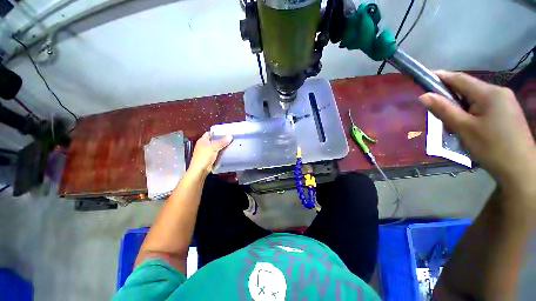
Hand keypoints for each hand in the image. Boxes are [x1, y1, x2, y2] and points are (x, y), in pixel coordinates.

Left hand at [188, 132, 231, 175]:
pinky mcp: (209, 158)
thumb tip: (230, 136)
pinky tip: (227, 152)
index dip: (217, 132)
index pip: (210, 133)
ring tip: (230, 144)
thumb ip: (222, 142)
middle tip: (230, 138)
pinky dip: (221, 153)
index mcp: (202, 140)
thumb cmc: (205, 156)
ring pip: (215, 147)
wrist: (200, 170)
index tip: (225, 132)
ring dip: (221, 147)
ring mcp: (206, 152)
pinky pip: (216, 153)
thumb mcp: (214, 147)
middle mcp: (203, 145)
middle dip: (221, 140)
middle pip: (213, 140)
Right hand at [419, 71, 535, 191]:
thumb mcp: (464, 128)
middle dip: (450, 97)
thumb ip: (444, 110)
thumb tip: (424, 96)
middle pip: (468, 89)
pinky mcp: (507, 112)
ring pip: (475, 98)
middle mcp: (499, 92)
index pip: (460, 79)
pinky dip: (471, 112)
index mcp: (489, 93)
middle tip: (436, 112)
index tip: (424, 76)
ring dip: (460, 107)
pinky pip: (484, 106)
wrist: (520, 169)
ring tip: (453, 124)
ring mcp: (505, 102)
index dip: (441, 76)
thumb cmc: (492, 147)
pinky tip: (468, 125)